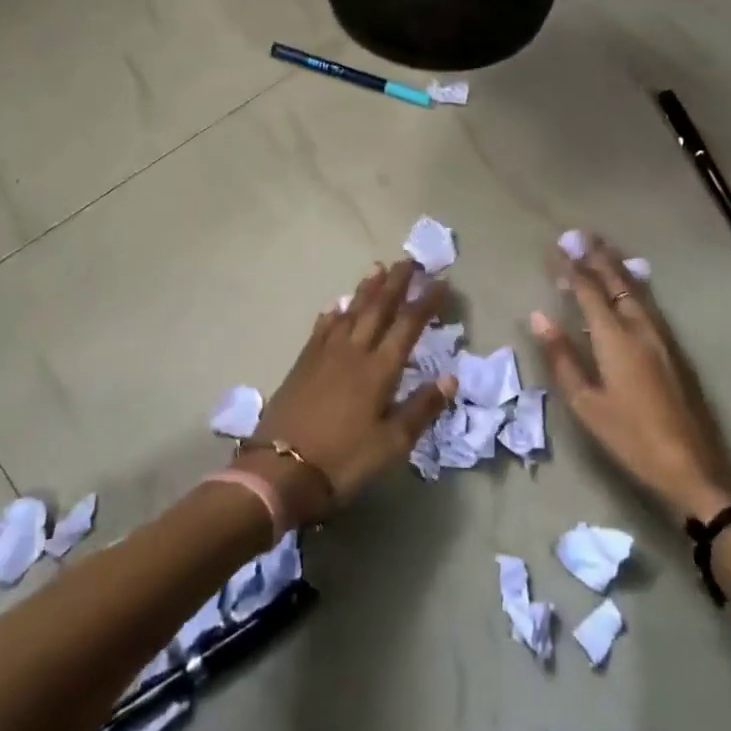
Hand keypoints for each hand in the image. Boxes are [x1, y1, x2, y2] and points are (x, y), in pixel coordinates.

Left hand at [248, 260, 457, 522]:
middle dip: (396, 284)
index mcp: (379, 370)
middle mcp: (353, 352)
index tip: (441, 282)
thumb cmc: (343, 460)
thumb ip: (422, 408)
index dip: (426, 303)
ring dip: (366, 290)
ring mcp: (324, 355)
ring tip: (377, 268)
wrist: (279, 470)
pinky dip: (332, 314)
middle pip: (378, 309)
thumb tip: (451, 377)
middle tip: (409, 261)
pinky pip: (321, 329)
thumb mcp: (391, 444)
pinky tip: (335, 306)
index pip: (408, 326)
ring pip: (350, 312)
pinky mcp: (302, 364)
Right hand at [530, 234, 730, 523]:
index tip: (555, 247)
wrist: (694, 466)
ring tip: (603, 248)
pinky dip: (633, 285)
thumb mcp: (587, 404)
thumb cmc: (632, 438)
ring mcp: (662, 336)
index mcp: (616, 338)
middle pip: (617, 281)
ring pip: (637, 289)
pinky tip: (630, 287)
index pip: (588, 290)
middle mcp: (641, 327)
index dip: (570, 267)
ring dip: (617, 266)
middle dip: (597, 256)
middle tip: (580, 234)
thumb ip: (562, 357)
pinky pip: (649, 302)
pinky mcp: (675, 348)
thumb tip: (539, 316)